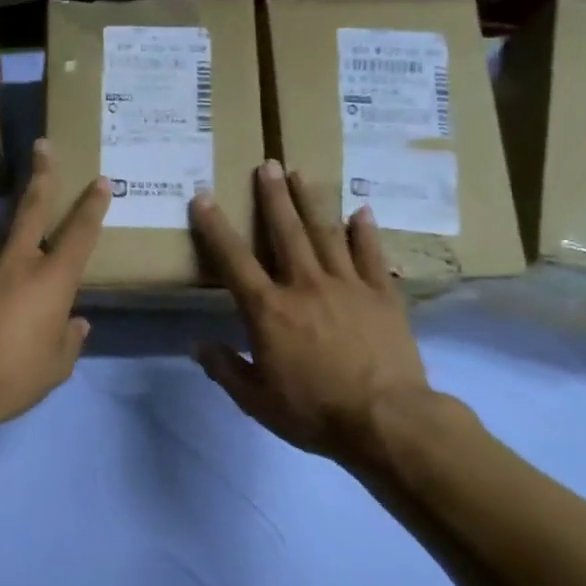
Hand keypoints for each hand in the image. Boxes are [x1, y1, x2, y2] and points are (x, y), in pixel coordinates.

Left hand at [0, 139, 108, 427]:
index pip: (79, 234)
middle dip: (42, 175)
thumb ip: (69, 340)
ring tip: (19, 295)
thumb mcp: (56, 366)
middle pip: (31, 208)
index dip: (92, 206)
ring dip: (16, 251)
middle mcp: (17, 264)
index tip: (100, 181)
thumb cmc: (14, 376)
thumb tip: (76, 324)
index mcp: (51, 280)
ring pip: (4, 247)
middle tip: (42, 145)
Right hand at [190, 160, 446, 469]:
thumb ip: (226, 369)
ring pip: (326, 233)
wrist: (387, 420)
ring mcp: (348, 286)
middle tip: (266, 164)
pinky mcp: (383, 294)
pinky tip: (362, 211)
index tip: (203, 196)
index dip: (215, 227)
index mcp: (269, 311)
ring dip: (311, 201)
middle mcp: (305, 286)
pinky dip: (366, 231)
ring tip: (301, 173)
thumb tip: (197, 345)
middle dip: (273, 196)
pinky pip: (371, 254)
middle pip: (285, 232)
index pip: (234, 261)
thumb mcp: (257, 401)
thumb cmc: (314, 412)